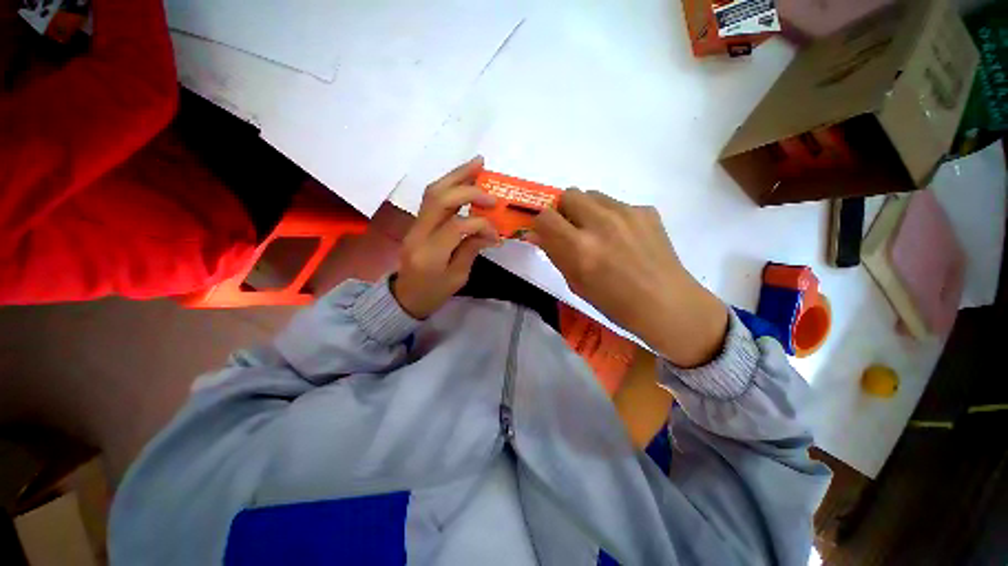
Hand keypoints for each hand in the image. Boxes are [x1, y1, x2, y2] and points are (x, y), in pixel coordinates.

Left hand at [392, 157, 499, 318]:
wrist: (404, 298)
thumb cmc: (433, 293)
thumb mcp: (458, 278)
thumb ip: (471, 250)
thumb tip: (489, 231)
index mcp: (430, 254)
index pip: (457, 226)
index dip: (481, 224)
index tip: (496, 234)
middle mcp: (418, 234)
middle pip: (440, 199)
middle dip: (468, 189)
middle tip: (490, 186)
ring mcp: (414, 226)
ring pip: (433, 192)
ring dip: (456, 176)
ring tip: (477, 164)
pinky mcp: (416, 223)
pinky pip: (432, 198)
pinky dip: (449, 185)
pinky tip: (463, 179)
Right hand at [532, 189, 726, 366]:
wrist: (666, 304)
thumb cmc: (614, 303)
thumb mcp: (576, 283)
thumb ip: (555, 254)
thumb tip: (536, 234)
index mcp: (580, 248)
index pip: (546, 217)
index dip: (542, 224)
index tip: (548, 233)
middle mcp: (601, 223)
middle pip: (568, 195)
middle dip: (564, 211)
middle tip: (573, 230)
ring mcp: (627, 213)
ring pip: (592, 195)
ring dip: (587, 210)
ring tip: (599, 232)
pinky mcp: (646, 210)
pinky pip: (617, 204)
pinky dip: (612, 216)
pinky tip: (624, 237)